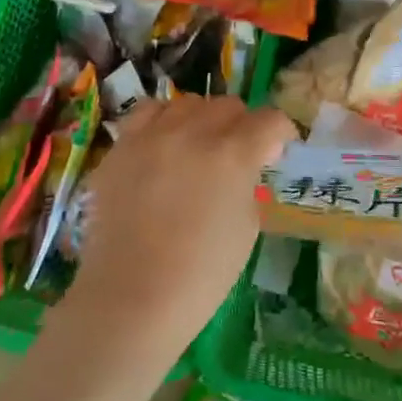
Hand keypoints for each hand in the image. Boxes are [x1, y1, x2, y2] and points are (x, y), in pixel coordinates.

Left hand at [57, 95, 295, 368]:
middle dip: (243, 125)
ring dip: (202, 119)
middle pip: (229, 106)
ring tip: (198, 146)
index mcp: (233, 154)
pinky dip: (163, 122)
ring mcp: (151, 136)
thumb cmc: (201, 274)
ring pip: (187, 103)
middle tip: (240, 154)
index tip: (277, 151)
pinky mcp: (121, 147)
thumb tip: (244, 167)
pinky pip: (147, 115)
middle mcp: (192, 132)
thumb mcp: (247, 227)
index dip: (281, 134)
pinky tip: (163, 145)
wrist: (130, 297)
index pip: (269, 120)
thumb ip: (248, 183)